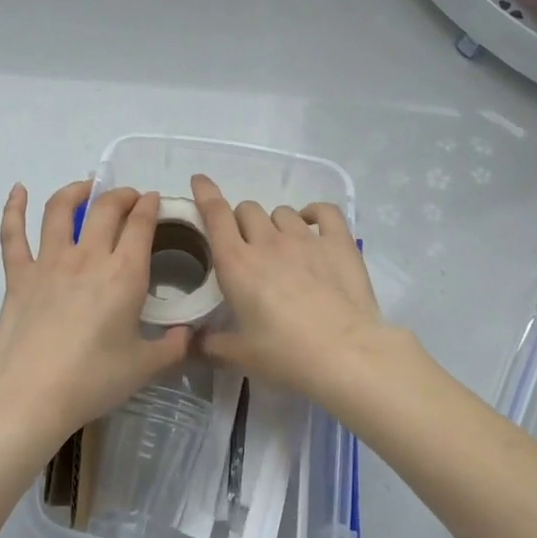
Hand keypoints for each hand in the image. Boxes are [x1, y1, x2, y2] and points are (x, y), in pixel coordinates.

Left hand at [0, 180, 189, 456]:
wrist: (29, 397)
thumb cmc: (92, 381)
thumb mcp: (144, 368)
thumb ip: (173, 347)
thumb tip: (190, 335)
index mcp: (124, 274)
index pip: (141, 224)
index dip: (149, 206)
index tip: (154, 200)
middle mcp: (88, 256)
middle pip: (106, 208)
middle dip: (122, 195)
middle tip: (129, 198)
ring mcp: (49, 261)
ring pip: (61, 209)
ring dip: (76, 191)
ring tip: (87, 187)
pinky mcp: (18, 275)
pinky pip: (13, 234)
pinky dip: (14, 207)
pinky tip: (18, 190)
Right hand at [189, 174, 390, 406]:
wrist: (344, 354)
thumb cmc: (285, 355)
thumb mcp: (240, 355)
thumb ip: (210, 345)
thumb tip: (191, 343)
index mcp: (236, 264)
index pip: (215, 214)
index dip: (205, 194)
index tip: (199, 181)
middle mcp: (267, 242)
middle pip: (247, 210)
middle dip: (241, 222)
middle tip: (247, 247)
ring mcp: (305, 238)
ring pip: (281, 212)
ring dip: (275, 224)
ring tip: (282, 246)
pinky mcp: (338, 242)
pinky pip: (323, 211)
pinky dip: (314, 213)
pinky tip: (312, 223)